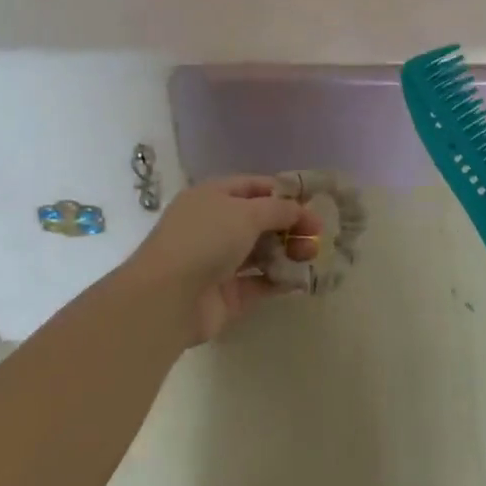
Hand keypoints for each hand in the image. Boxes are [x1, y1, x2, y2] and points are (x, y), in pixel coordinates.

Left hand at [124, 177, 321, 345]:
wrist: (167, 298)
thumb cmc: (206, 239)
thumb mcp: (246, 213)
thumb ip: (278, 209)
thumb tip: (299, 210)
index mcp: (212, 196)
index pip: (253, 187)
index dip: (283, 193)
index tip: (313, 202)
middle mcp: (214, 225)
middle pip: (260, 220)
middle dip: (289, 225)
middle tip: (318, 235)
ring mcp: (219, 261)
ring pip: (261, 252)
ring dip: (287, 252)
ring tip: (312, 256)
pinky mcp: (226, 294)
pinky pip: (259, 282)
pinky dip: (279, 279)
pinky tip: (301, 280)